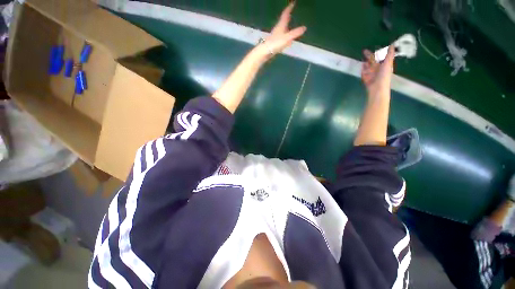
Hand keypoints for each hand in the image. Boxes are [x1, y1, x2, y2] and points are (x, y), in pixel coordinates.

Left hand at [254, 3, 306, 60]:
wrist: (265, 52)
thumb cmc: (275, 43)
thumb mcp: (287, 38)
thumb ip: (295, 33)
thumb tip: (304, 28)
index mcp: (281, 25)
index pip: (285, 14)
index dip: (289, 8)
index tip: (293, 3)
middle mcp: (278, 29)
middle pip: (283, 20)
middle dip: (287, 15)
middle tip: (291, 11)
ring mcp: (276, 36)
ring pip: (282, 28)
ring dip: (286, 25)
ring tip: (289, 23)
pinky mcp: (274, 42)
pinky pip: (281, 36)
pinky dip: (285, 34)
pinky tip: (286, 39)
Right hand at [361, 46, 394, 97]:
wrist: (377, 88)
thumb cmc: (384, 75)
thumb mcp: (388, 63)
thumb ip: (390, 54)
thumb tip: (393, 44)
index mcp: (384, 65)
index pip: (380, 57)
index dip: (378, 52)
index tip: (375, 47)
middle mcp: (378, 69)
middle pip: (373, 61)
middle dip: (369, 57)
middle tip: (364, 51)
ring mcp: (372, 74)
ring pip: (368, 67)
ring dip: (366, 63)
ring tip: (362, 60)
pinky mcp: (366, 79)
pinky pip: (364, 74)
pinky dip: (363, 71)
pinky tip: (361, 67)